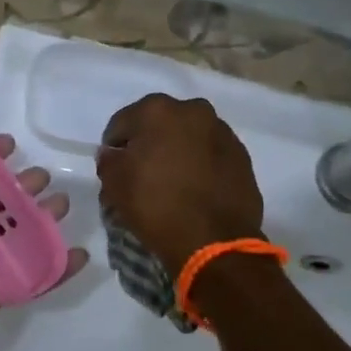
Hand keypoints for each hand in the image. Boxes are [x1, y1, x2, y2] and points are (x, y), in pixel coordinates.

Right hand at [97, 94, 264, 275]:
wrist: (214, 240)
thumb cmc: (156, 205)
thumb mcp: (114, 184)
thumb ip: (108, 160)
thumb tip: (113, 154)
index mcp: (158, 110)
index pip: (122, 123)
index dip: (114, 147)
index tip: (114, 169)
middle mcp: (193, 110)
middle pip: (159, 125)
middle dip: (149, 144)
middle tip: (142, 174)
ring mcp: (223, 132)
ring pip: (188, 137)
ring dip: (177, 152)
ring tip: (171, 183)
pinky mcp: (242, 156)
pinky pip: (210, 155)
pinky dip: (200, 165)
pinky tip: (194, 190)